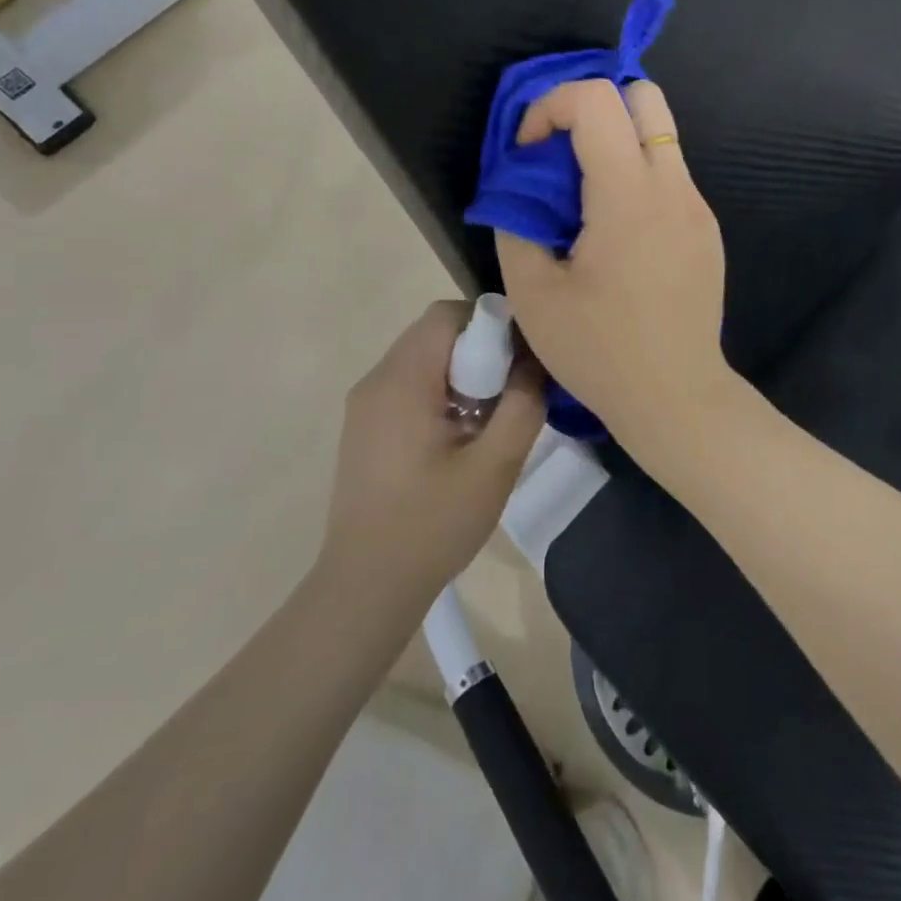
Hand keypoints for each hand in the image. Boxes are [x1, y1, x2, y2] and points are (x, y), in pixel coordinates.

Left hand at [320, 301, 544, 607]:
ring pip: (423, 359)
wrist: (366, 586)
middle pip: (435, 333)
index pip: (447, 315)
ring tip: (487, 418)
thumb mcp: (494, 466)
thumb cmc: (432, 525)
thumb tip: (535, 362)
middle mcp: (377, 379)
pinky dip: (440, 392)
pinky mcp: (365, 426)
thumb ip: (523, 404)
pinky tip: (458, 438)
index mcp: (402, 380)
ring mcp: (365, 403)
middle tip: (508, 393)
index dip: (491, 324)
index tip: (520, 360)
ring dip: (462, 373)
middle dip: (480, 351)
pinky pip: (409, 385)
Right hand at [495, 80, 729, 441]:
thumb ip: (516, 225)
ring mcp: (698, 206)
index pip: (596, 100)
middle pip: (644, 95)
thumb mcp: (533, 294)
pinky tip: (618, 234)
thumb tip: (518, 194)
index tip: (530, 154)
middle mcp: (673, 186)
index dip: (550, 107)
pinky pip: (671, 176)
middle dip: (593, 106)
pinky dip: (637, 176)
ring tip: (585, 197)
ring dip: (616, 142)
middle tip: (561, 153)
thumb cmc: (600, 350)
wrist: (677, 397)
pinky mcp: (707, 229)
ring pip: (661, 134)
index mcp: (628, 195)